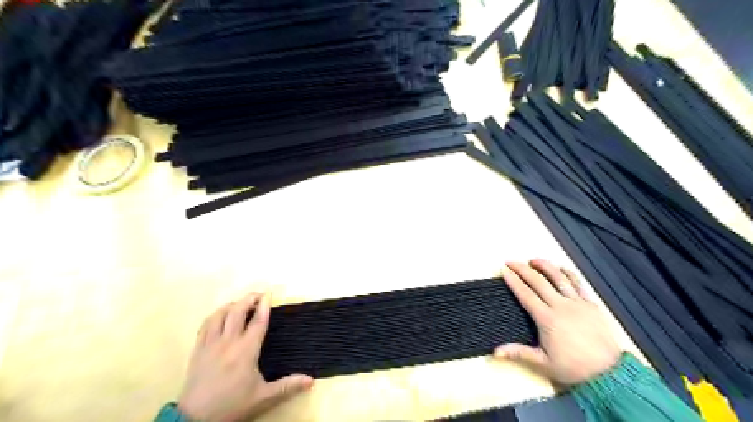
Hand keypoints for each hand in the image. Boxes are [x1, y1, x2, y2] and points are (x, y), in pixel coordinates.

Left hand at [178, 293, 313, 420]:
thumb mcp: (263, 397)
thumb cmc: (232, 405)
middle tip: (258, 295)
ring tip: (240, 303)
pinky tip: (220, 316)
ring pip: (219, 315)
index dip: (264, 306)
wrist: (195, 420)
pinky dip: (215, 315)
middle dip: (248, 299)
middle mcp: (228, 342)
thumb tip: (311, 380)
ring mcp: (210, 344)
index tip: (269, 294)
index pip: (257, 322)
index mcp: (245, 351)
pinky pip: (205, 325)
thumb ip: (287, 386)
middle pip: (237, 312)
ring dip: (231, 305)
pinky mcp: (197, 350)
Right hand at [493, 258, 619, 387]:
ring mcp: (577, 303)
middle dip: (523, 269)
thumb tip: (495, 352)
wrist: (609, 373)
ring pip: (559, 278)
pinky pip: (579, 285)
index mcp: (546, 319)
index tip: (504, 270)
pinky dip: (570, 274)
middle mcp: (561, 306)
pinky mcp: (591, 305)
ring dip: (545, 266)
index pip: (525, 294)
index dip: (513, 281)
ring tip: (534, 260)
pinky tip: (562, 268)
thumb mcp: (543, 363)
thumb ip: (519, 353)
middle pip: (538, 282)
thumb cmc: (573, 368)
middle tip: (511, 261)